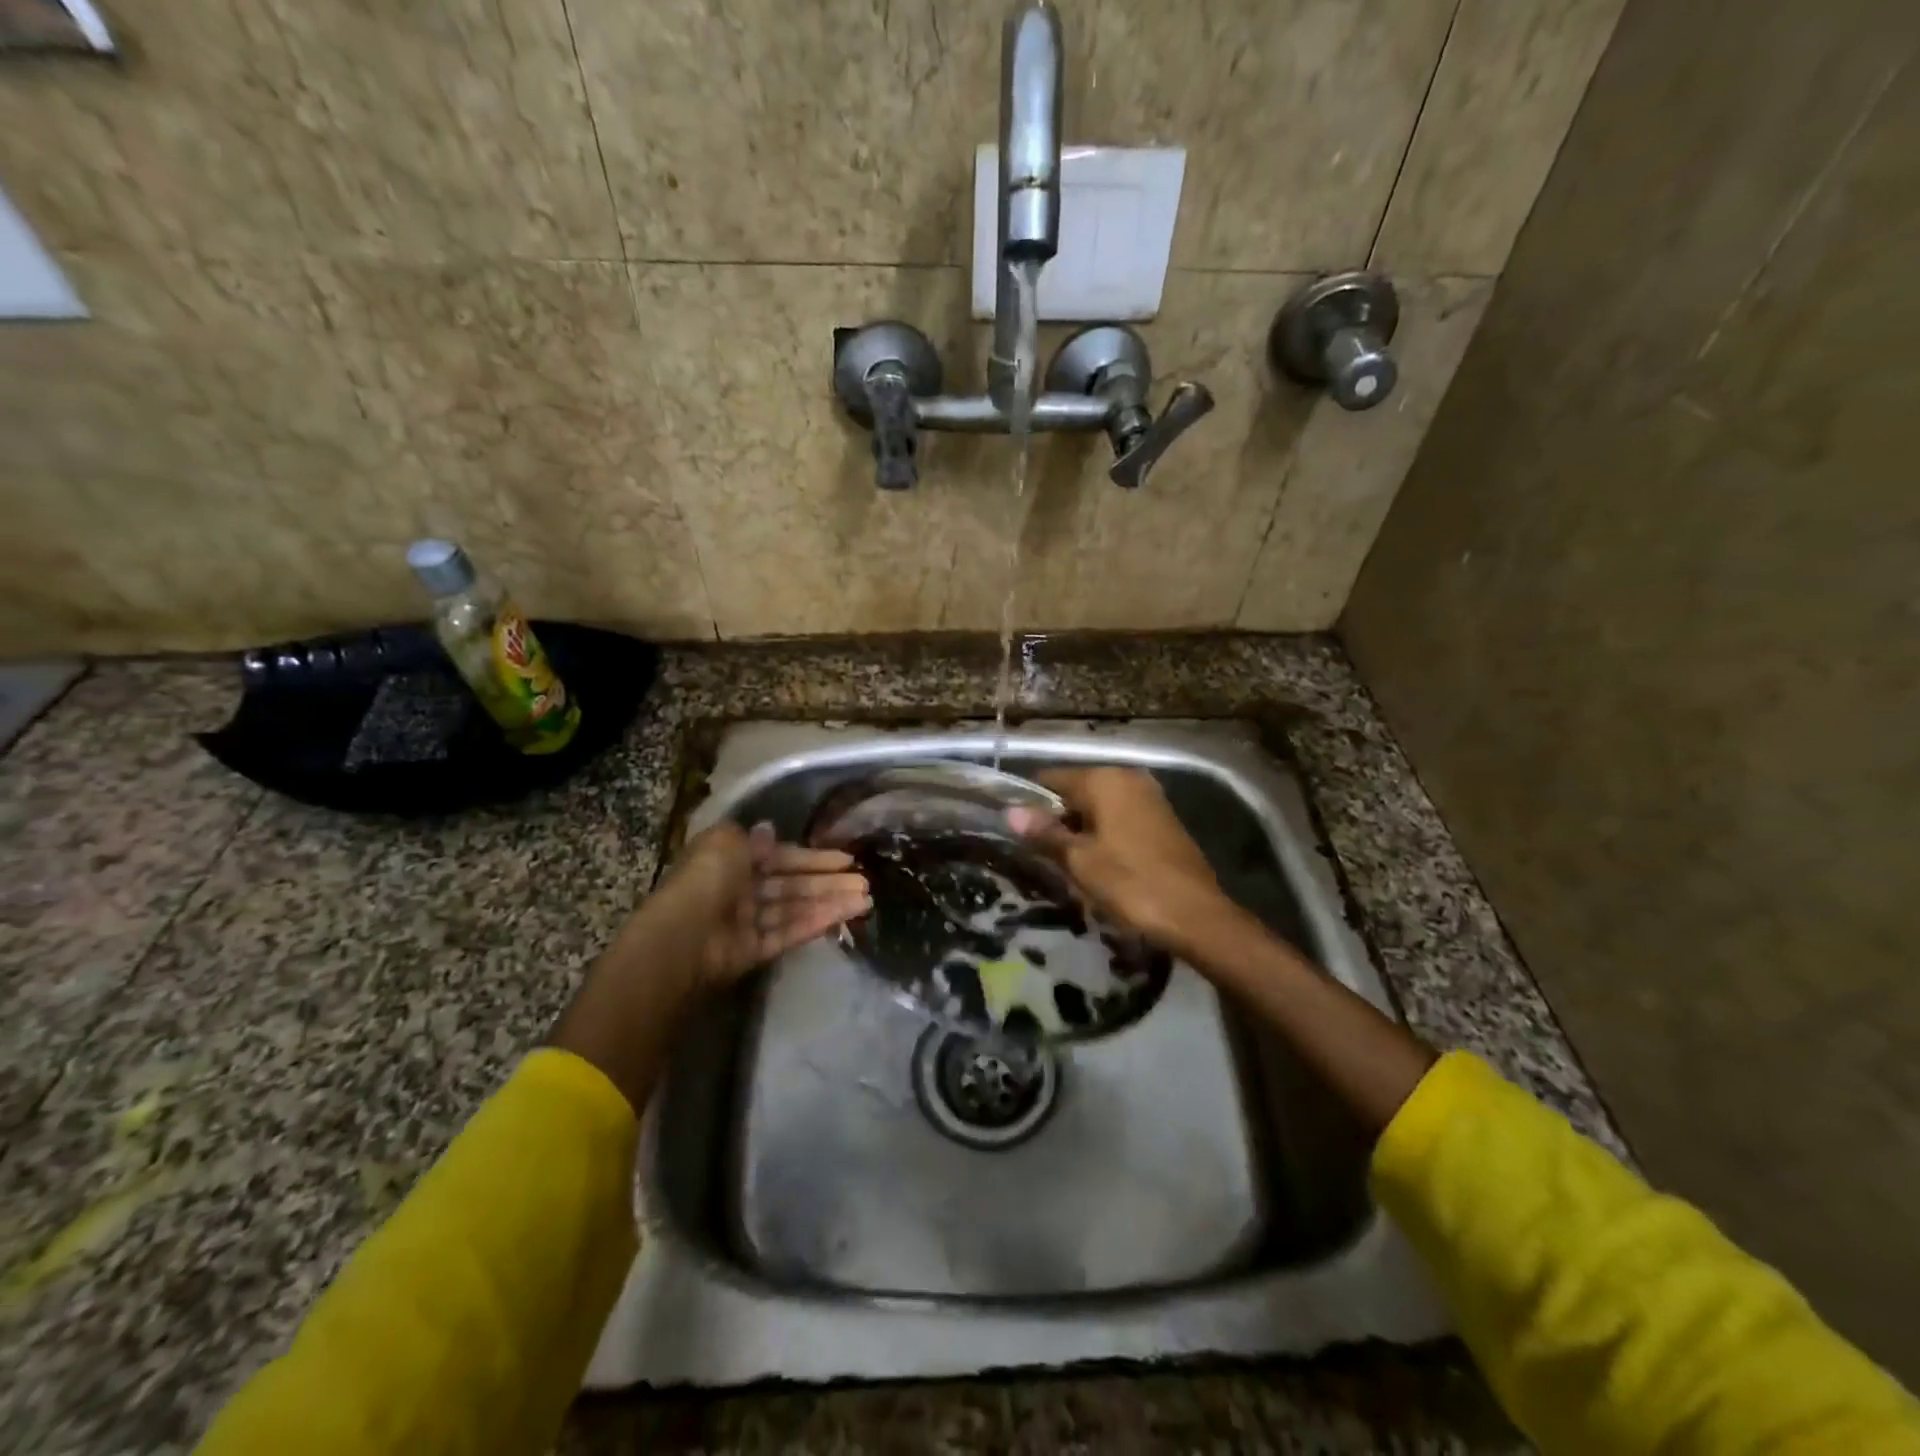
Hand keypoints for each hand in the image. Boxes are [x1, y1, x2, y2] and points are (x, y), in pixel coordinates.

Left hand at [653, 821, 869, 989]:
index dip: (811, 857)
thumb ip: (754, 839)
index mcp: (730, 860)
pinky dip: (814, 923)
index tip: (844, 858)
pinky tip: (843, 915)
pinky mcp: (753, 951)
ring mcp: (747, 922)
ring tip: (866, 900)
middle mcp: (739, 889)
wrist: (683, 937)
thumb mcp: (728, 842)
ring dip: (830, 902)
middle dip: (827, 881)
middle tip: (864, 881)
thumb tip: (769, 829)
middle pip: (791, 884)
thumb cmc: (706, 880)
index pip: (778, 856)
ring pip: (794, 908)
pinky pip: (788, 933)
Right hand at [1008, 767, 1231, 957]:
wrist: (1196, 916)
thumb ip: (1045, 833)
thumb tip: (1010, 812)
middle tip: (1043, 858)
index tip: (1018, 834)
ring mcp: (1149, 798)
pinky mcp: (1163, 820)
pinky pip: (1119, 820)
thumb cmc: (1131, 883)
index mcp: (1105, 780)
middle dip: (1058, 821)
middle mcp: (1128, 779)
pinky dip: (1104, 837)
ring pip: (1098, 809)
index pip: (1051, 779)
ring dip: (1081, 833)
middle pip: (1076, 793)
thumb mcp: (1079, 861)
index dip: (1031, 804)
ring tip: (1069, 868)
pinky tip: (1100, 868)